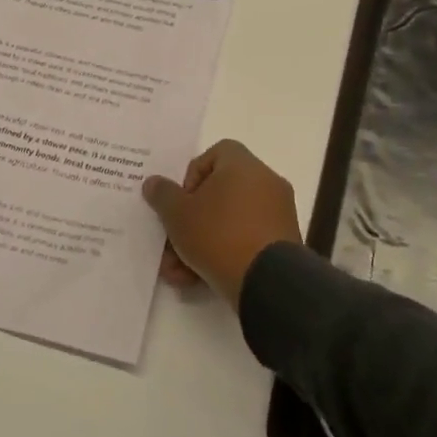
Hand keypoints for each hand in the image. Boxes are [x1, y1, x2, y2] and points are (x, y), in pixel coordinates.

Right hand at [143, 140, 301, 308]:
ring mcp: (277, 213)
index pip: (214, 154)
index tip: (182, 202)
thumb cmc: (218, 235)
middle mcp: (264, 181)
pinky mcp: (282, 242)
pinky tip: (198, 280)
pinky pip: (246, 240)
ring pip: (229, 222)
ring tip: (178, 273)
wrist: (268, 282)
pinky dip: (224, 254)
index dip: (192, 175)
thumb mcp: (178, 214)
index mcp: (243, 165)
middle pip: (219, 193)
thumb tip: (154, 182)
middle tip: (172, 244)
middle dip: (191, 220)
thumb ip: (163, 195)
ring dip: (201, 243)